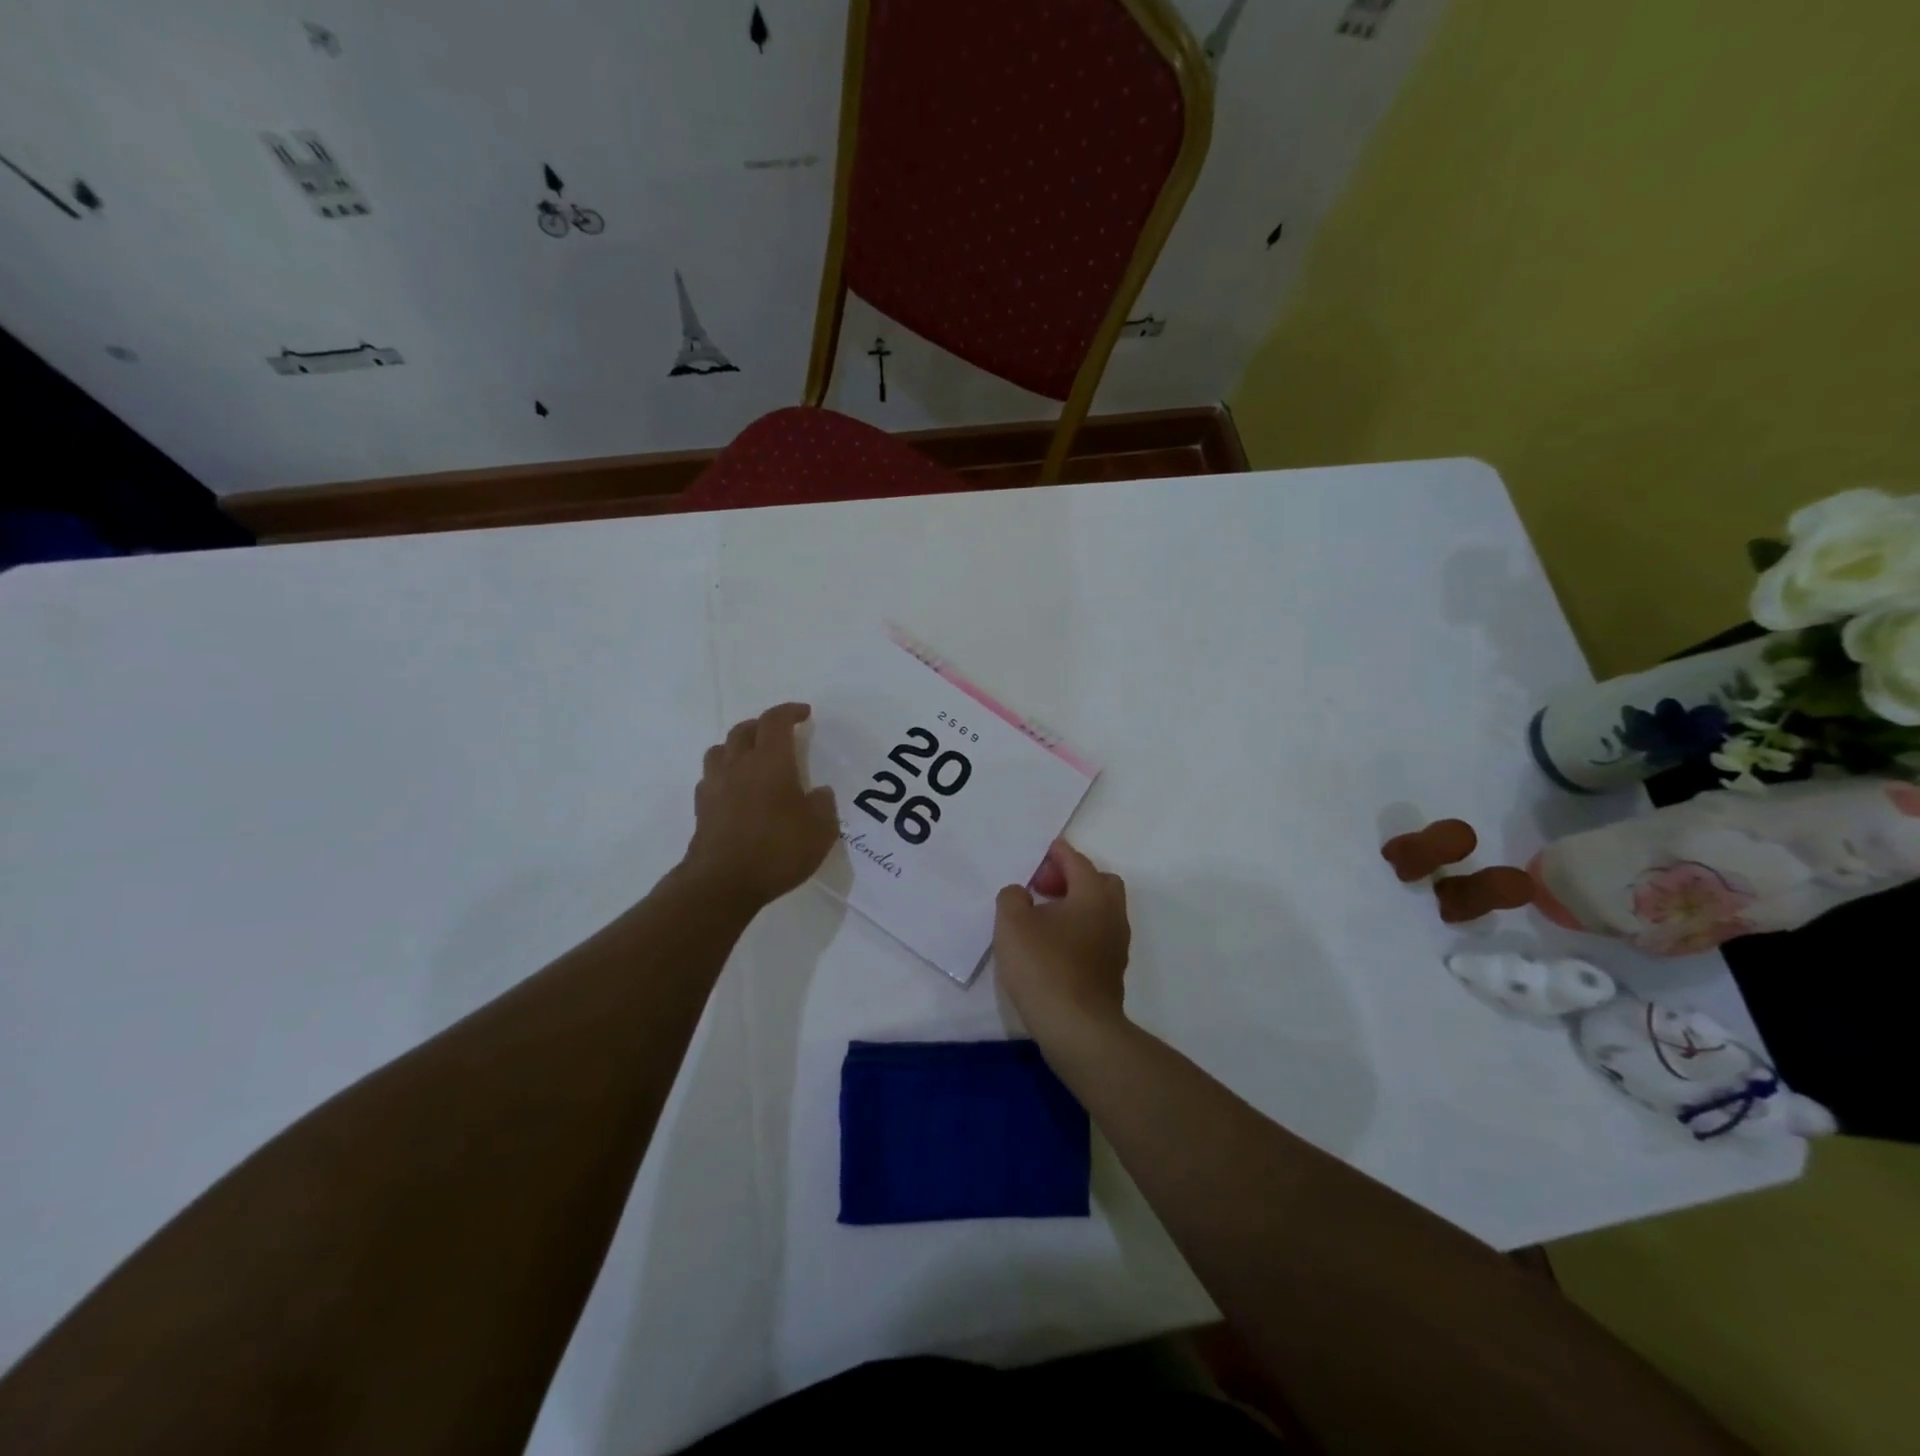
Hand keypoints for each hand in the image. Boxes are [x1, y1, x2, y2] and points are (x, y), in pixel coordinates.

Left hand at [683, 702, 838, 910]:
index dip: (789, 712)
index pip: (775, 721)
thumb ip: (823, 805)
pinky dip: (725, 774)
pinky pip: (711, 778)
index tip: (804, 713)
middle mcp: (739, 765)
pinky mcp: (701, 809)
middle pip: (744, 730)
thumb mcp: (821, 830)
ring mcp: (715, 786)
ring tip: (752, 758)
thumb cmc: (778, 850)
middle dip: (762, 726)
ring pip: (721, 750)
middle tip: (778, 734)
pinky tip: (735, 790)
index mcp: (771, 761)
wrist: (722, 883)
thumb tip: (819, 793)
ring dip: (737, 746)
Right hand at [994, 840, 1130, 1030]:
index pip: (1077, 861)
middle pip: (1098, 882)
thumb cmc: (1045, 967)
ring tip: (1042, 918)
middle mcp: (1112, 914)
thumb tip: (1022, 894)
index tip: (1039, 854)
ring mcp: (1116, 945)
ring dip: (1075, 906)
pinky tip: (1052, 946)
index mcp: (1093, 894)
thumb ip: (1012, 897)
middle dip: (1071, 878)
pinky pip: (1096, 935)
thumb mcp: (1012, 924)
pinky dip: (1078, 930)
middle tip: (1042, 888)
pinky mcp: (1111, 971)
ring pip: (1099, 911)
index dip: (1056, 854)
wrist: (1078, 1029)